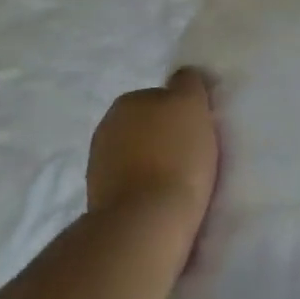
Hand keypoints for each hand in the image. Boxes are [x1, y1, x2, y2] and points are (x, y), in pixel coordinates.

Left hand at [87, 69, 220, 237]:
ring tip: (180, 181)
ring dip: (154, 162)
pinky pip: (131, 183)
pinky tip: (162, 199)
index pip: (162, 96)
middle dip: (165, 136)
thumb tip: (183, 77)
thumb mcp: (191, 104)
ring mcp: (99, 165)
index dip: (183, 112)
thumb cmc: (176, 155)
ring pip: (137, 154)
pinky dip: (144, 187)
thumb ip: (187, 83)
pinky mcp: (100, 199)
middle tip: (192, 154)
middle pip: (147, 125)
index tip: (200, 130)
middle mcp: (106, 126)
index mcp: (127, 101)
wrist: (146, 221)